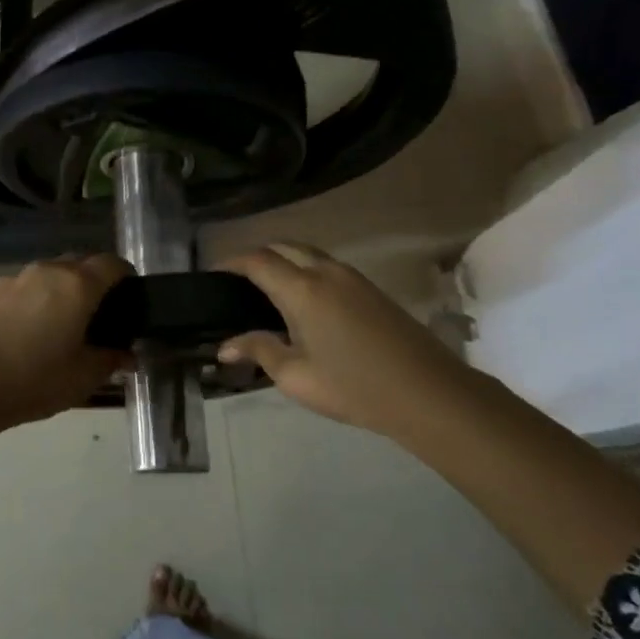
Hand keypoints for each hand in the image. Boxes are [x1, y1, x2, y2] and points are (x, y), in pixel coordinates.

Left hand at [0, 254, 131, 433]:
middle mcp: (48, 271)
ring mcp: (16, 279)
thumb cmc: (31, 379)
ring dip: (64, 291)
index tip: (132, 298)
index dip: (127, 277)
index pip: (112, 264)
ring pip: (52, 274)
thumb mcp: (82, 378)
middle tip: (102, 316)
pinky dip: (38, 300)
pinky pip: (27, 288)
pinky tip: (32, 333)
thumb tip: (127, 354)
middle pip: (81, 263)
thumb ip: (110, 361)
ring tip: (65, 326)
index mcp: (77, 285)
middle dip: (96, 282)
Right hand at [218, 243, 473, 437]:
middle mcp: (325, 271)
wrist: (427, 392)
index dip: (231, 263)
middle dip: (256, 256)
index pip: (257, 261)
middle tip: (237, 282)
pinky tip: (302, 300)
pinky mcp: (370, 288)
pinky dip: (305, 269)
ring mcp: (352, 277)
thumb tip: (225, 346)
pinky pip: (326, 265)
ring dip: (283, 260)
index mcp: (302, 289)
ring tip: (266, 290)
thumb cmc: (353, 386)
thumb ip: (258, 350)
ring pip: (307, 253)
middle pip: (283, 246)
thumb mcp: (296, 376)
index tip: (212, 275)